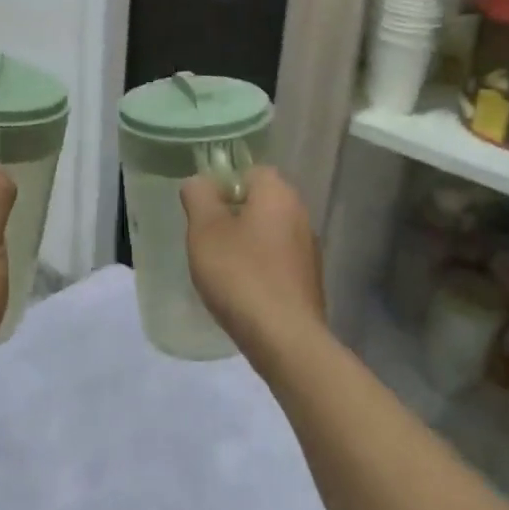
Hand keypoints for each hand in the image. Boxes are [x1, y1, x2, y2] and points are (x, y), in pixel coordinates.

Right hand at [181, 166, 327, 362]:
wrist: (285, 338)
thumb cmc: (241, 275)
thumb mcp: (205, 230)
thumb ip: (199, 196)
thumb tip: (200, 182)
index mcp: (278, 194)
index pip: (251, 171)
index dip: (224, 185)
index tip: (203, 211)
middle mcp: (300, 215)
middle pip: (260, 203)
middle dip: (232, 217)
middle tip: (206, 240)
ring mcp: (309, 250)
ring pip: (269, 233)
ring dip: (246, 244)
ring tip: (220, 270)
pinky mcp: (309, 281)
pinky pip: (277, 262)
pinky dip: (259, 269)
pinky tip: (242, 292)